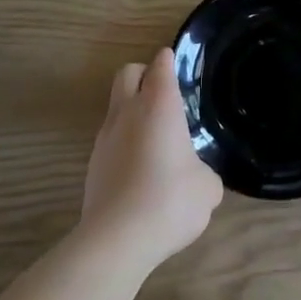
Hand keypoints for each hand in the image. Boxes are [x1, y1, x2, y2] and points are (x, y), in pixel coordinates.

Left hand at [81, 49, 222, 270]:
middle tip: (163, 93)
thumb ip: (205, 172)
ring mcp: (105, 136)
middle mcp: (128, 111)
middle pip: (128, 72)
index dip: (169, 60)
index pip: (161, 65)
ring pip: (116, 105)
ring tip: (154, 137)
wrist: (117, 239)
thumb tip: (198, 176)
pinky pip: (110, 138)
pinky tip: (139, 168)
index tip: (177, 65)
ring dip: (132, 110)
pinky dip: (124, 141)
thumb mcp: (207, 188)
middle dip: (144, 74)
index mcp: (159, 104)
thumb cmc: (170, 200)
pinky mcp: (92, 163)